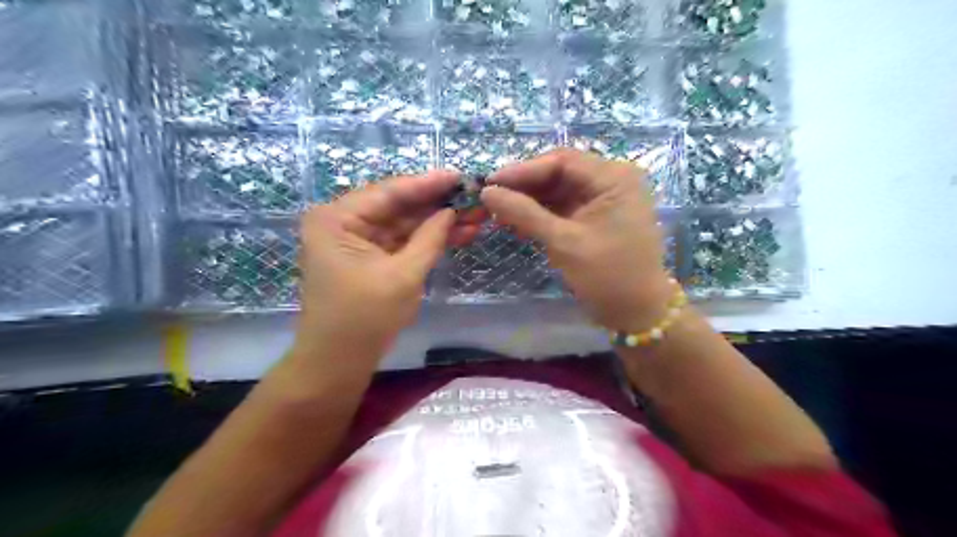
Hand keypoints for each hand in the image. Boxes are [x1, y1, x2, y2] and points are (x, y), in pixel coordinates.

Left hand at [297, 172, 482, 356]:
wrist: (339, 362)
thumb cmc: (364, 318)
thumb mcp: (403, 275)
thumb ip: (430, 238)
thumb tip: (452, 210)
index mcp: (337, 218)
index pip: (389, 192)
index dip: (428, 184)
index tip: (460, 176)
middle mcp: (342, 221)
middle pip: (398, 206)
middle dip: (437, 205)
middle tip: (474, 198)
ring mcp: (355, 240)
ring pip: (403, 224)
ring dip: (437, 223)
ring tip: (475, 217)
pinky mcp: (368, 257)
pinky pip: (401, 242)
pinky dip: (426, 240)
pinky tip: (458, 234)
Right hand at [478, 149, 670, 329]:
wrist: (636, 313)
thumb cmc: (607, 276)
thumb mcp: (564, 242)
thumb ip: (524, 214)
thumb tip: (487, 193)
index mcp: (614, 178)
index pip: (562, 161)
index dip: (523, 170)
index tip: (489, 183)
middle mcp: (612, 180)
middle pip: (560, 173)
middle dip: (525, 186)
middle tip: (491, 198)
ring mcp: (605, 199)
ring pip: (559, 190)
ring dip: (530, 200)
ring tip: (498, 211)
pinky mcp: (597, 216)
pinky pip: (564, 206)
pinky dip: (541, 213)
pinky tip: (517, 221)